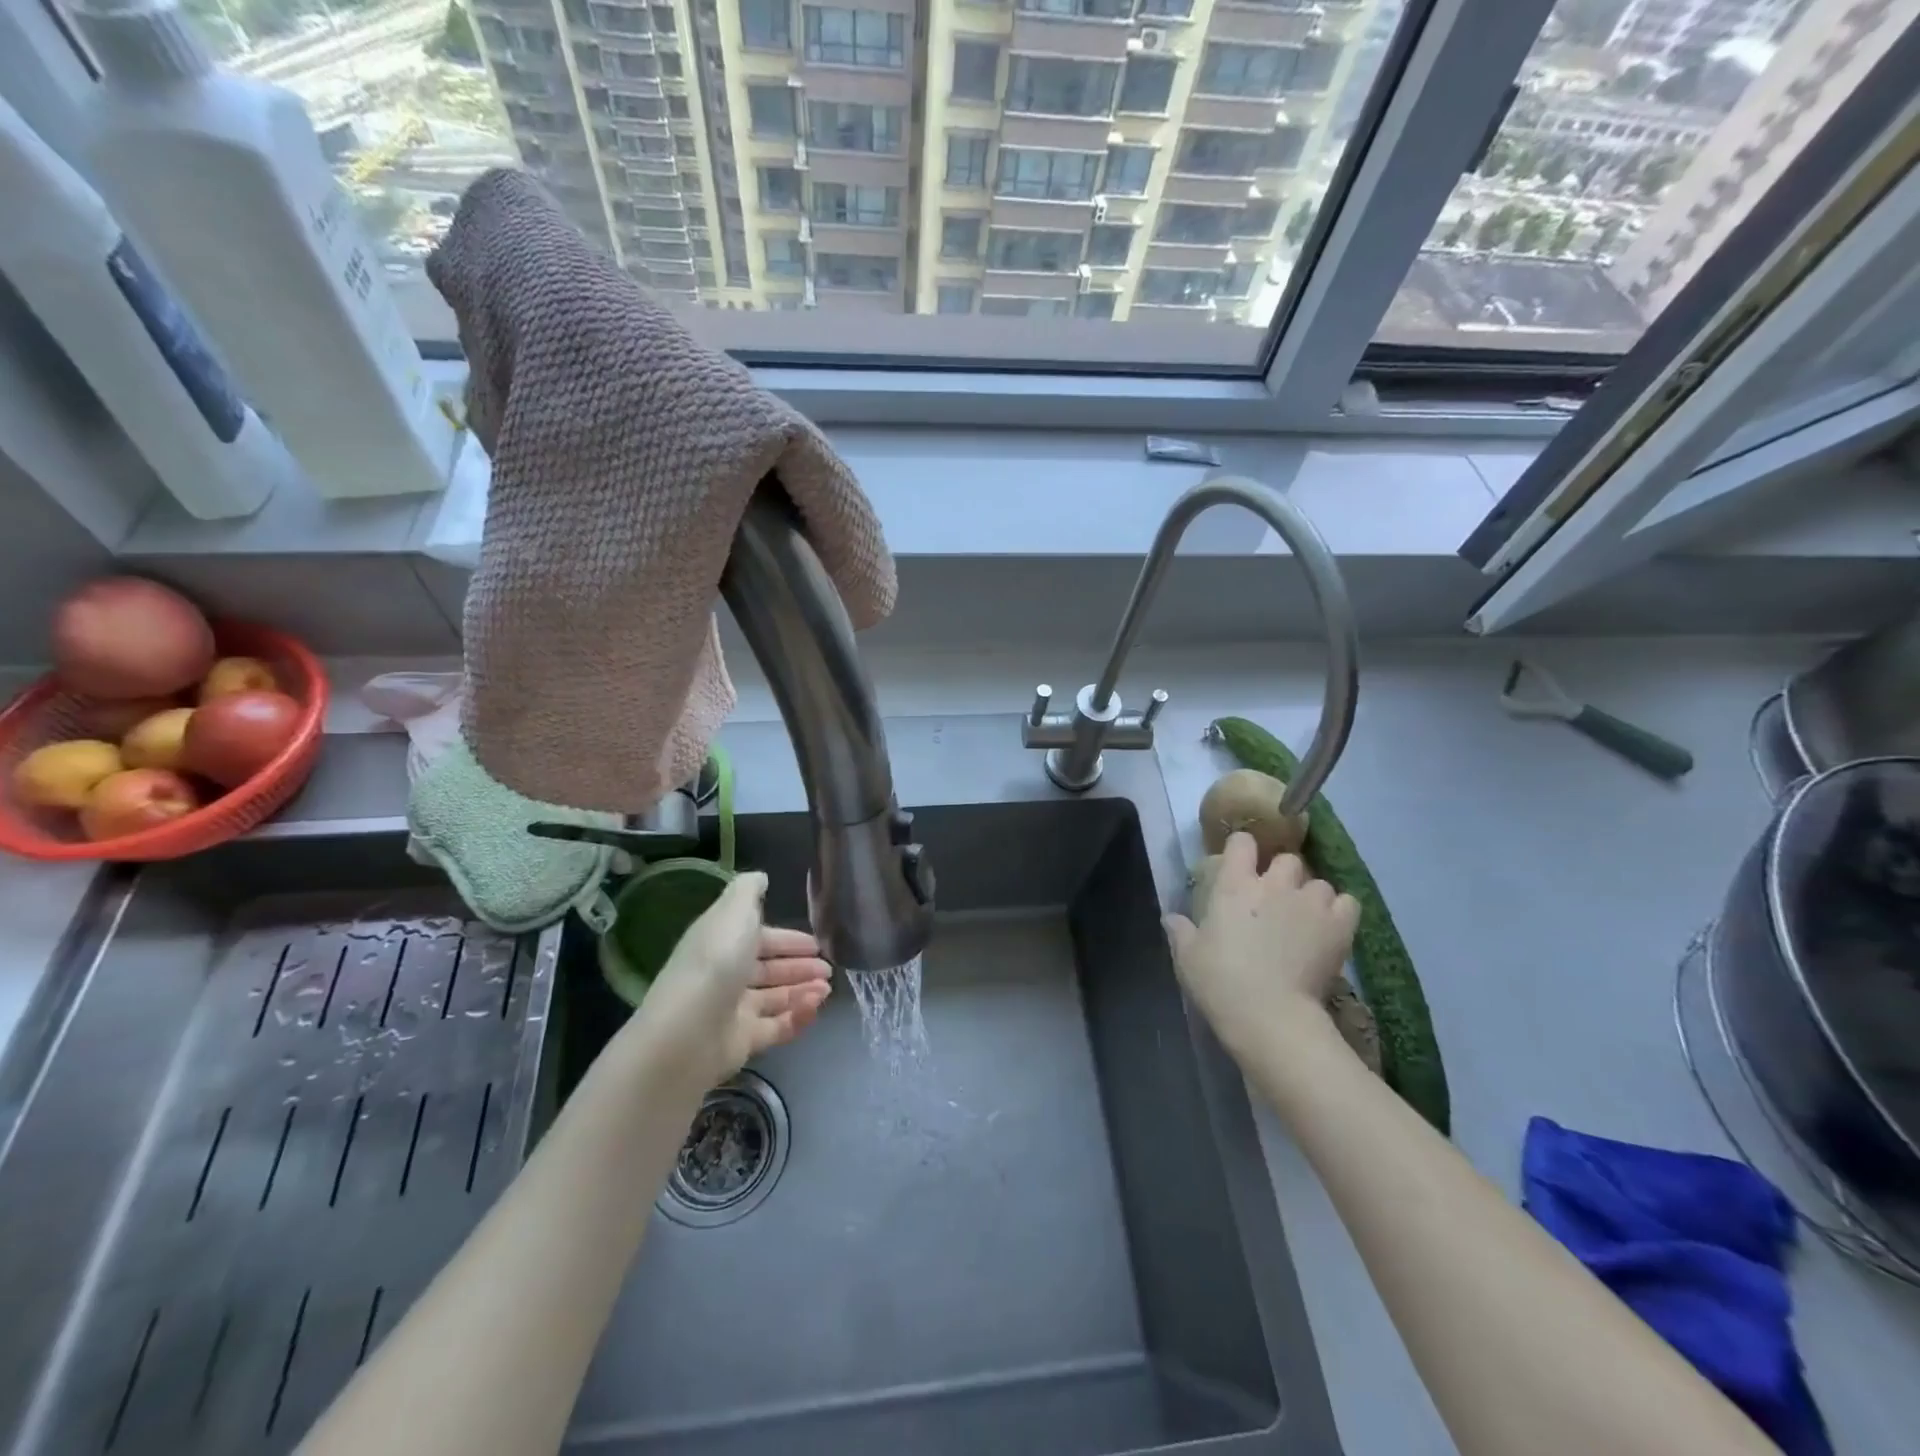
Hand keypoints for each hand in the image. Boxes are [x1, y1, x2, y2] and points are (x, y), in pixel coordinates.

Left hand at [629, 872, 832, 1089]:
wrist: (688, 1033)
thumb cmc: (716, 962)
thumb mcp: (734, 912)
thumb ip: (749, 891)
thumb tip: (760, 878)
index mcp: (721, 942)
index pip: (759, 938)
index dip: (787, 939)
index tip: (816, 943)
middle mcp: (726, 975)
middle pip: (768, 970)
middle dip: (800, 967)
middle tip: (828, 969)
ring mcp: (733, 1011)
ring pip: (775, 998)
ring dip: (803, 991)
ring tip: (827, 989)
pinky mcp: (742, 1042)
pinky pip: (777, 1027)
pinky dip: (798, 1017)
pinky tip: (815, 1008)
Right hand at [1164, 832, 1359, 1057]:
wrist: (1269, 1014)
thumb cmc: (1220, 982)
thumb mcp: (1188, 957)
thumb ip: (1180, 932)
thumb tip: (1170, 917)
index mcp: (1234, 885)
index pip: (1242, 842)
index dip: (1243, 849)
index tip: (1241, 864)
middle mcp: (1274, 884)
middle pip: (1287, 860)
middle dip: (1283, 874)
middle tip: (1276, 897)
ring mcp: (1309, 903)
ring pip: (1319, 882)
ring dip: (1312, 895)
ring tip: (1307, 917)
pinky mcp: (1338, 926)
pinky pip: (1348, 903)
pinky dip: (1340, 912)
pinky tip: (1331, 927)